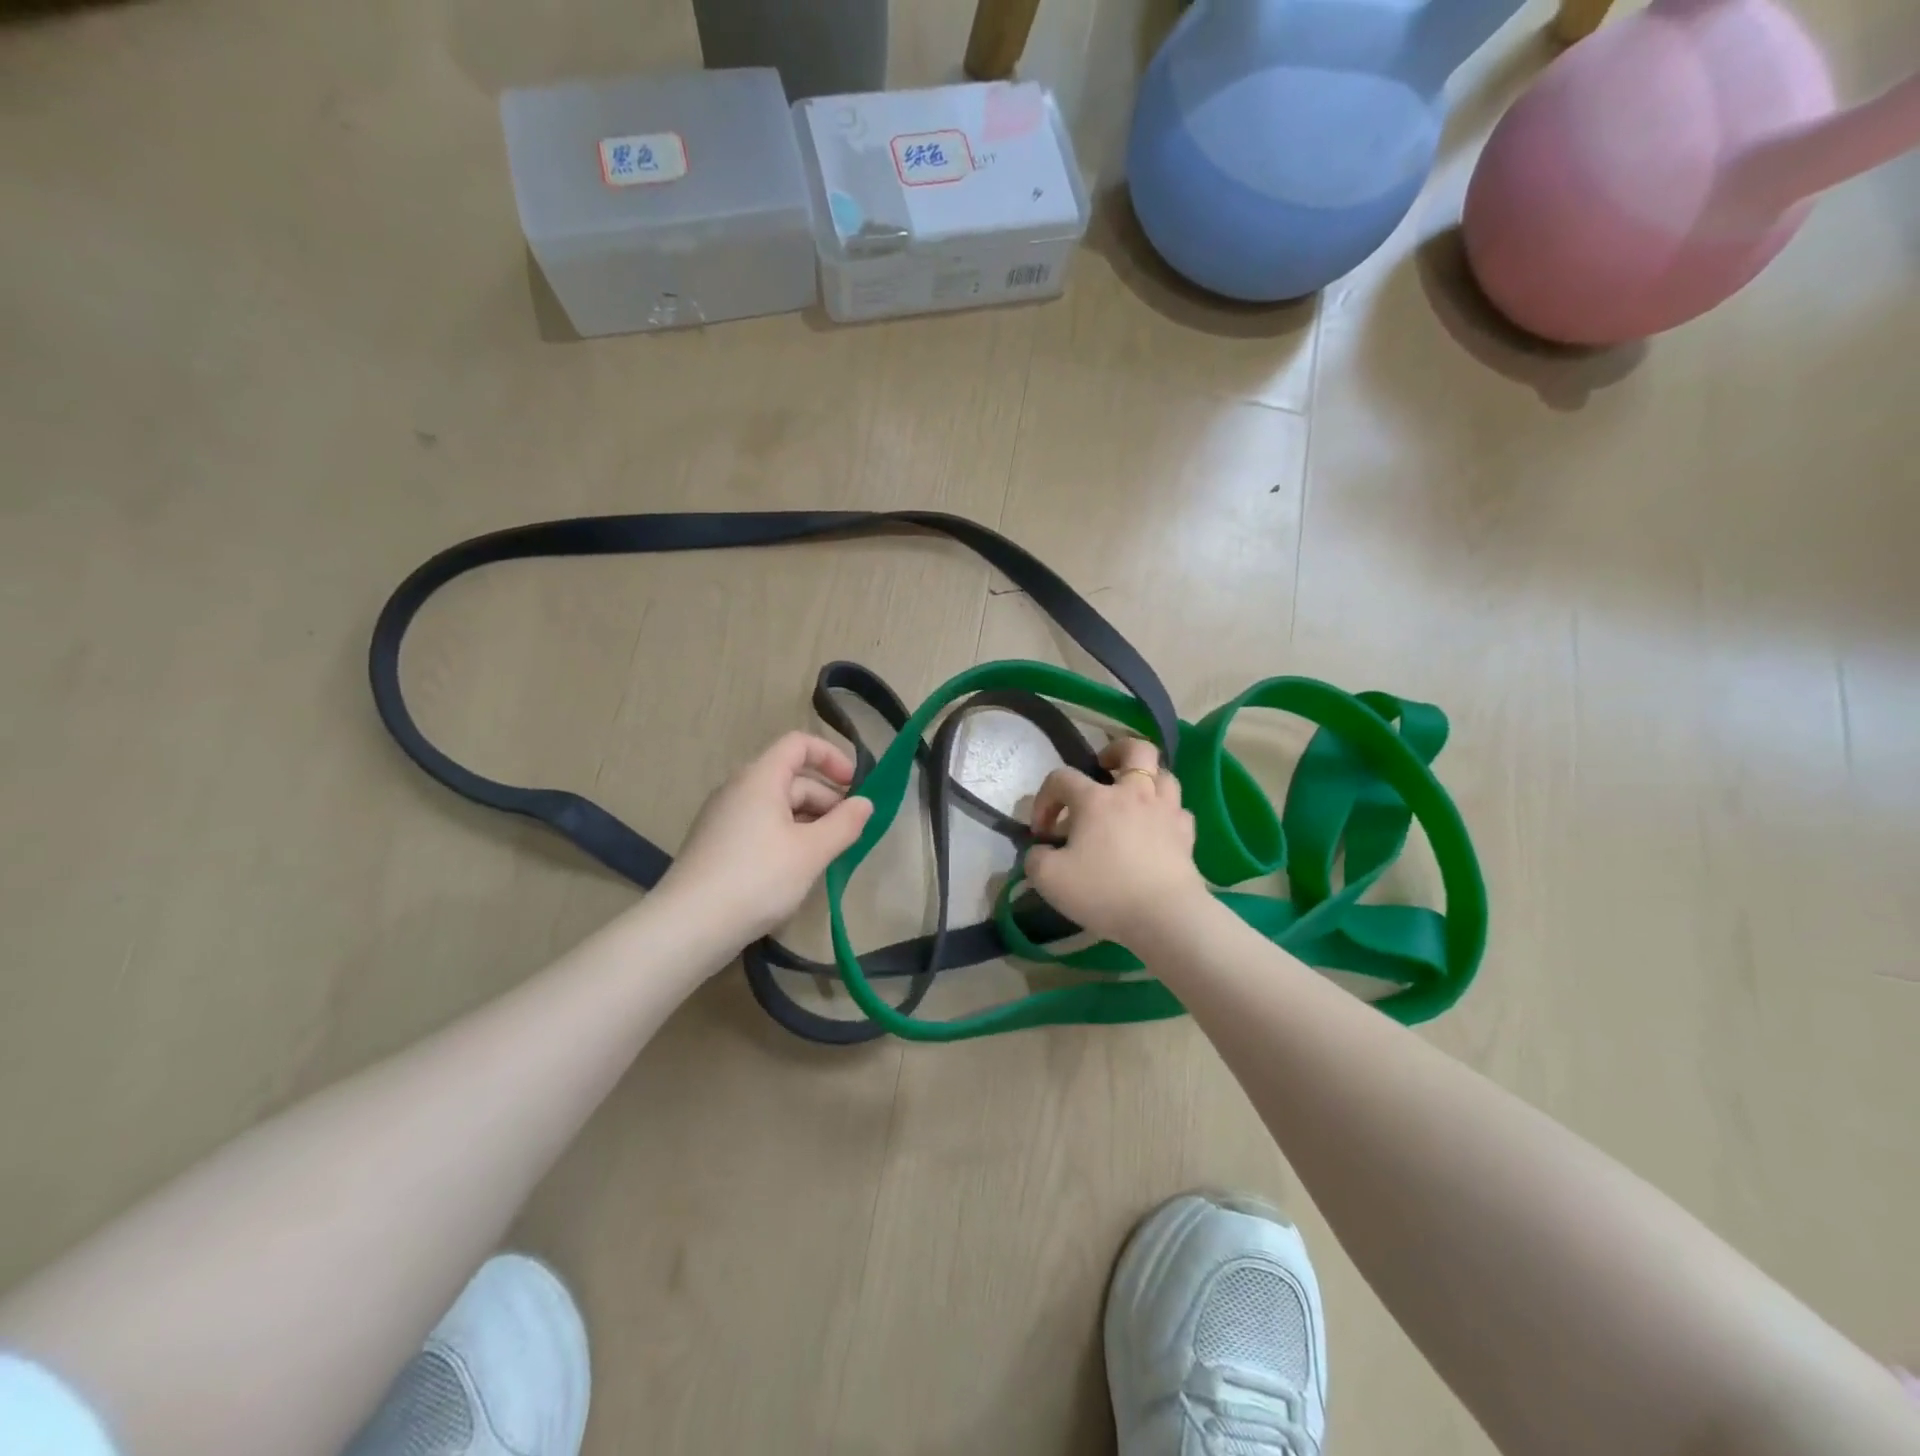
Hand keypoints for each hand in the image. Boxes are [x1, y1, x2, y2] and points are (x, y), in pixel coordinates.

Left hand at [661, 732, 874, 945]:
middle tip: (850, 832)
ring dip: (809, 821)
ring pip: (776, 806)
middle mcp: (738, 789)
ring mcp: (723, 818)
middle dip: (826, 799)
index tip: (855, 786)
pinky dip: (786, 837)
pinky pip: (760, 827)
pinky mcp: (716, 845)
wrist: (688, 926)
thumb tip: (865, 803)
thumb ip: (844, 824)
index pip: (799, 744)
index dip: (832, 757)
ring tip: (828, 855)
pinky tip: (797, 870)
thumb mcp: (811, 852)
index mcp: (760, 778)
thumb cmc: (757, 879)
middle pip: (790, 777)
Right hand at [1025, 737, 1210, 947]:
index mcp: (1095, 800)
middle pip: (1134, 750)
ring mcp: (1165, 811)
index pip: (1061, 778)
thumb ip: (1035, 858)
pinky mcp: (1186, 835)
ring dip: (1147, 778)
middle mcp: (1133, 794)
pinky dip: (1166, 812)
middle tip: (1103, 768)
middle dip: (1116, 751)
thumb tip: (1042, 851)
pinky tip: (1156, 827)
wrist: (1164, 916)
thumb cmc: (1104, 891)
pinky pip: (1178, 811)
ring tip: (1133, 795)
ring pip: (1164, 775)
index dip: (1045, 799)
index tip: (1043, 832)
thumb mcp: (1049, 879)